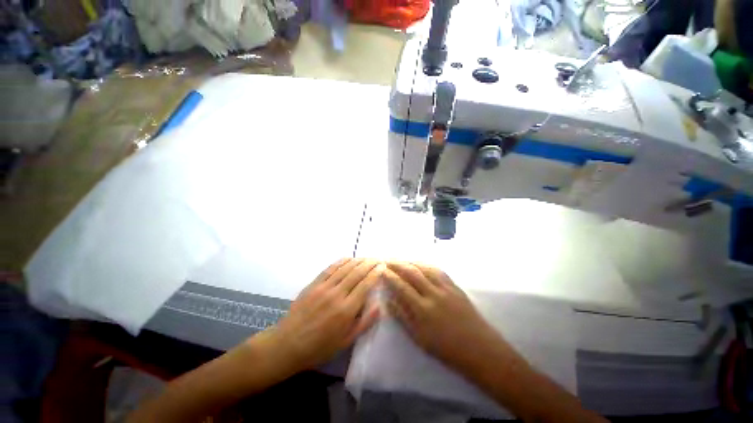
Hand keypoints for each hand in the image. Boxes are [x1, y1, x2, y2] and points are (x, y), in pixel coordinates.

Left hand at [261, 258, 383, 372]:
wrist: (288, 344)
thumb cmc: (320, 347)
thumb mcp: (346, 341)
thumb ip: (364, 323)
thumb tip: (379, 306)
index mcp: (346, 310)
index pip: (365, 285)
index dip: (375, 274)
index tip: (382, 267)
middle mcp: (337, 294)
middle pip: (357, 273)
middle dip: (369, 264)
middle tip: (377, 259)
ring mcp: (324, 287)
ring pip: (345, 268)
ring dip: (357, 261)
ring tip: (366, 258)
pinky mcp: (314, 284)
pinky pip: (330, 268)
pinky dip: (341, 262)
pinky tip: (348, 258)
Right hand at [384, 262, 503, 369]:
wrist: (479, 349)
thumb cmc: (446, 349)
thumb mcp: (419, 338)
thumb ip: (402, 317)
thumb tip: (388, 300)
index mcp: (423, 310)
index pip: (401, 287)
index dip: (390, 276)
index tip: (381, 270)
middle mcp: (433, 294)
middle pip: (412, 273)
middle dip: (397, 264)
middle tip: (387, 260)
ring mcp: (446, 288)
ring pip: (425, 268)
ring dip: (410, 261)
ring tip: (400, 260)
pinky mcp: (455, 286)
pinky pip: (438, 270)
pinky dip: (426, 265)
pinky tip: (420, 264)